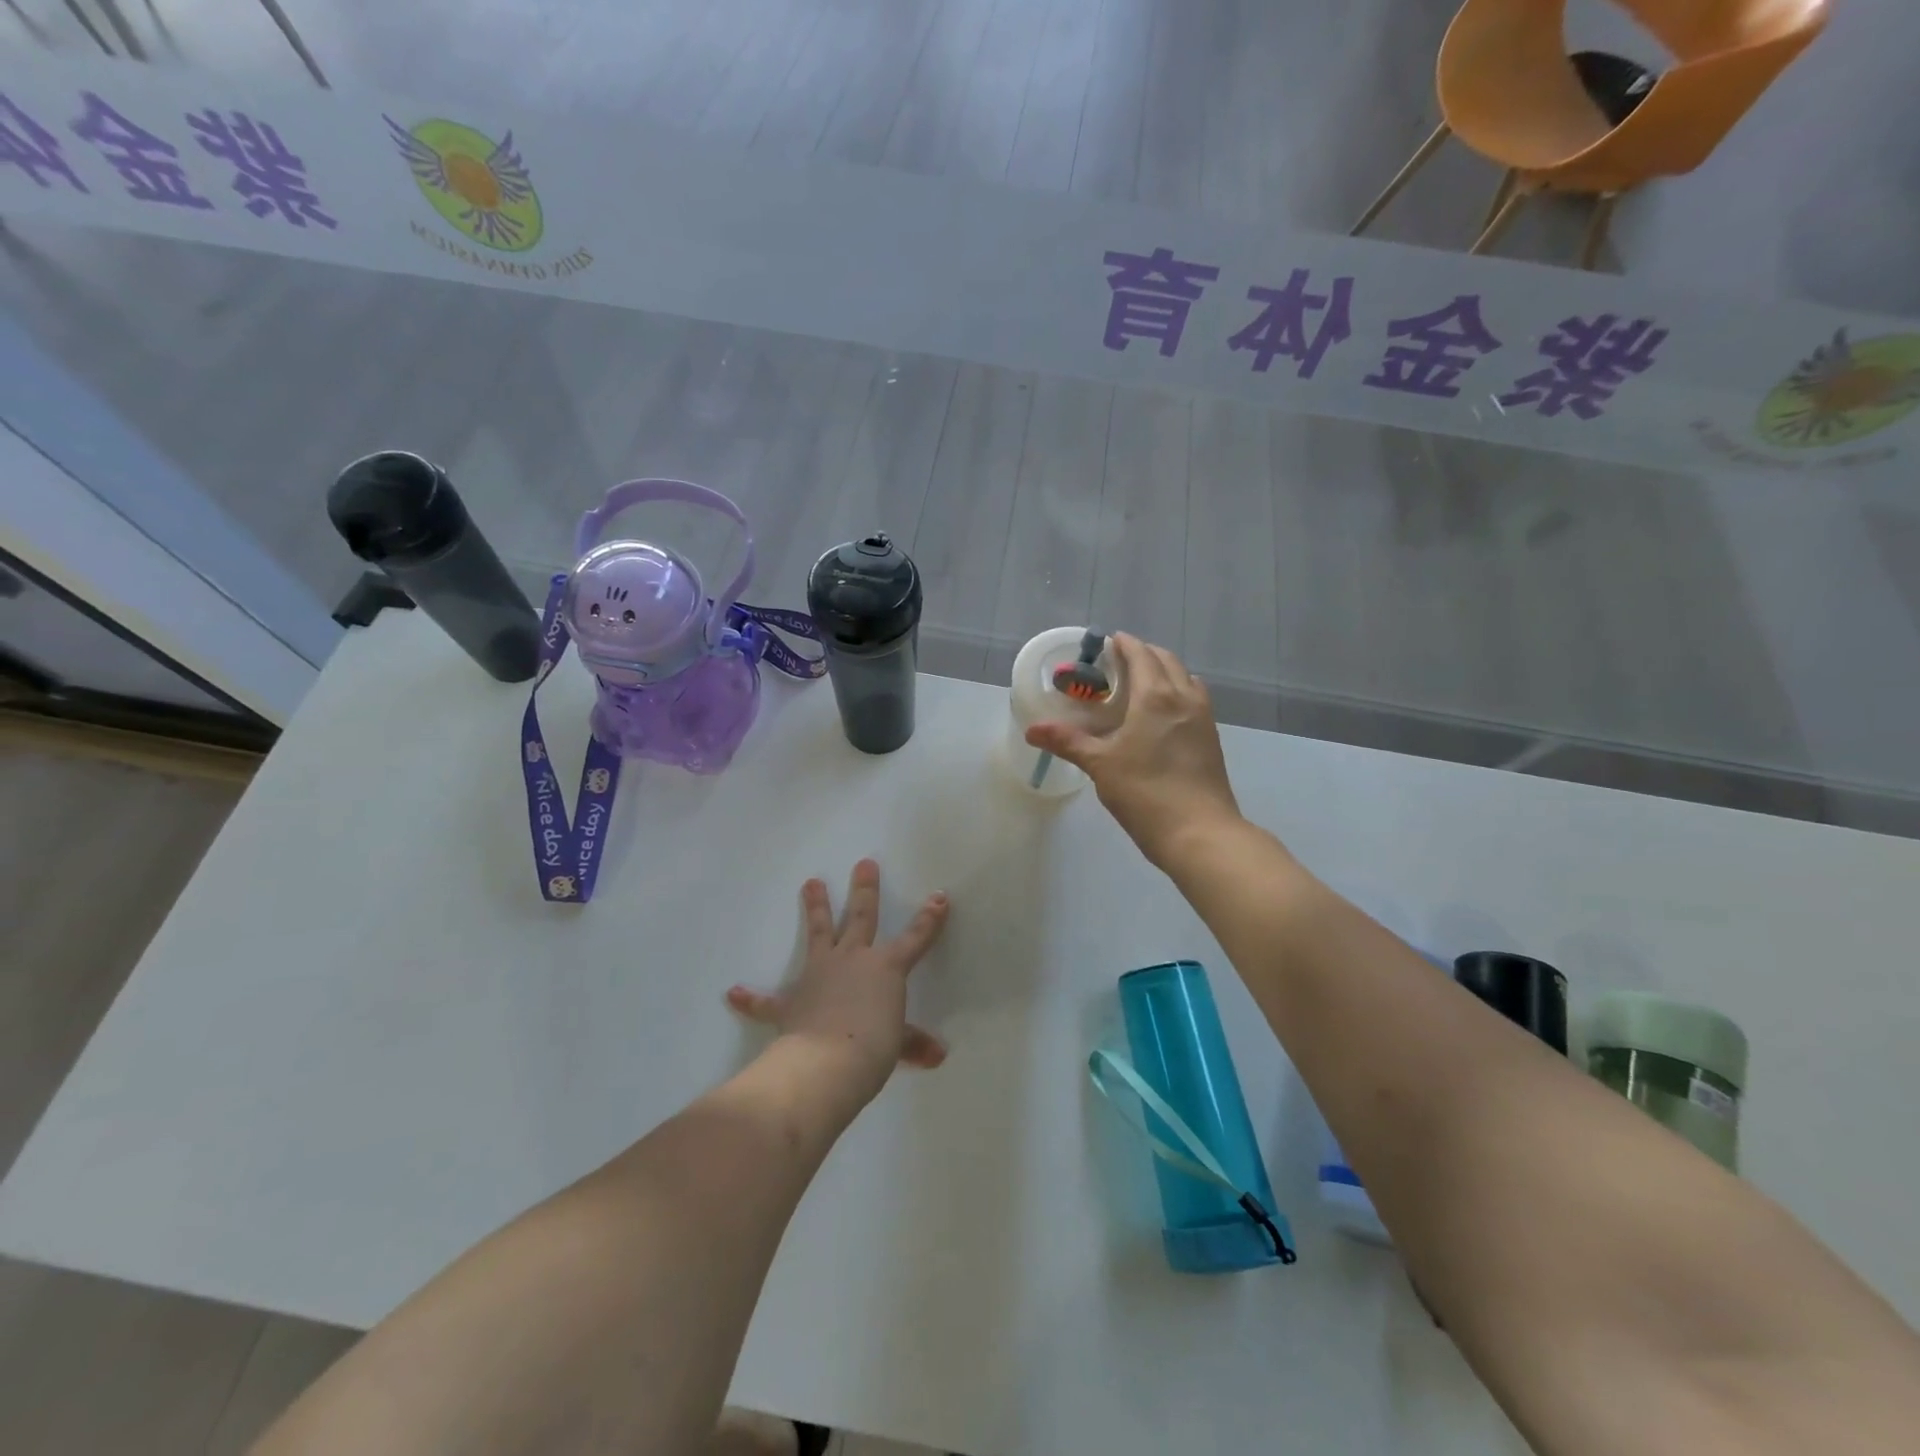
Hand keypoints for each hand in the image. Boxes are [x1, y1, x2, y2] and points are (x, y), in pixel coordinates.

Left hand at [725, 860, 949, 1104]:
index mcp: (885, 968)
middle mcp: (852, 960)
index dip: (929, 919)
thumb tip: (939, 1055)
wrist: (827, 1063)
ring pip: (819, 933)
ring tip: (810, 882)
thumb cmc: (872, 1047)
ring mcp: (818, 974)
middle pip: (861, 917)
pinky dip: (751, 998)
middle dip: (865, 889)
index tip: (939, 896)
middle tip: (864, 863)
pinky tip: (733, 993)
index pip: (915, 938)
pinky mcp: (790, 1001)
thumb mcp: (898, 1045)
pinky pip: (767, 1000)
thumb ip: (914, 1043)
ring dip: (815, 908)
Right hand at [1025, 633, 1241, 867]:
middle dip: (1143, 654)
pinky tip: (1161, 716)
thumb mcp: (1100, 765)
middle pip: (1166, 660)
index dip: (1124, 644)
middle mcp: (1184, 697)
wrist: (1200, 833)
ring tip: (1140, 686)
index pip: (1141, 654)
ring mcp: (1203, 718)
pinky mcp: (1212, 739)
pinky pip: (1194, 700)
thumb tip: (1032, 730)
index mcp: (1156, 696)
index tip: (1108, 642)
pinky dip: (1177, 693)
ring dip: (1164, 672)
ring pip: (1185, 678)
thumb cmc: (1145, 793)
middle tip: (1118, 664)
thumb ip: (1067, 741)